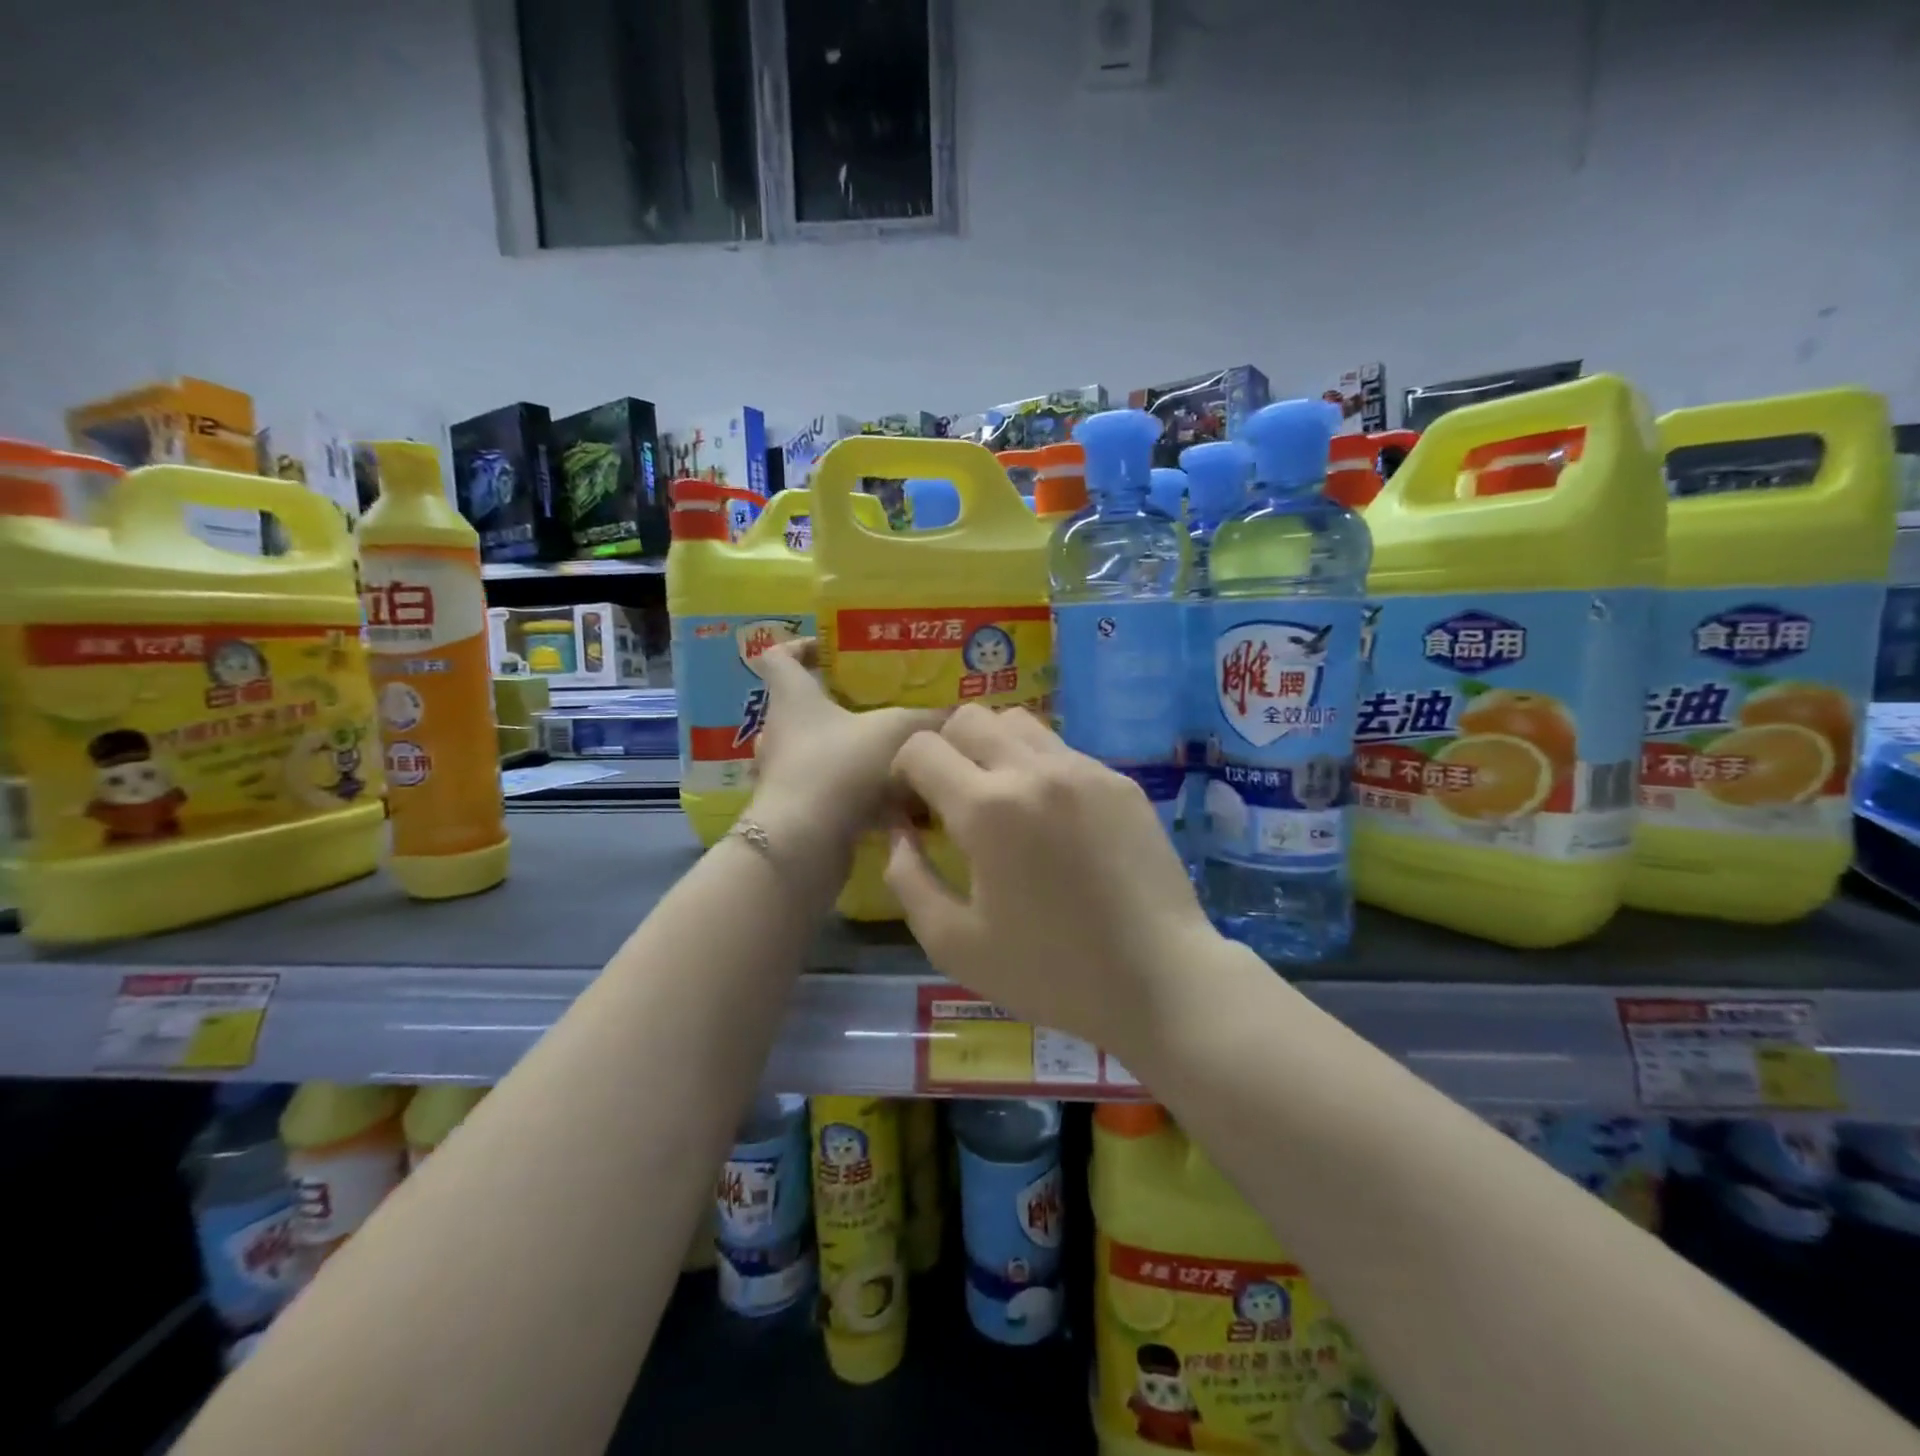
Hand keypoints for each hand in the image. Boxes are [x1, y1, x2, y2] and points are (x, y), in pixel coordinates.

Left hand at [748, 640, 944, 876]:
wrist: (804, 844)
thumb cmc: (840, 767)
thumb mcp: (897, 731)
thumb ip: (930, 719)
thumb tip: (962, 713)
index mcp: (793, 698)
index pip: (778, 656)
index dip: (801, 645)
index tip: (832, 649)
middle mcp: (782, 732)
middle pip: (806, 706)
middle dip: (843, 704)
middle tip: (885, 704)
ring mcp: (787, 773)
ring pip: (822, 751)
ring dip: (854, 751)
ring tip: (898, 753)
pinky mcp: (800, 809)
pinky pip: (833, 790)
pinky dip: (861, 793)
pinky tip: (900, 802)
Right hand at [883, 704, 1218, 1062]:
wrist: (1160, 980)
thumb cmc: (1050, 972)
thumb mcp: (954, 944)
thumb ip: (908, 879)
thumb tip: (899, 832)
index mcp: (987, 810)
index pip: (922, 747)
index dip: (904, 771)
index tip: (914, 807)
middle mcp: (1034, 771)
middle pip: (970, 717)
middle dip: (946, 749)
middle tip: (953, 797)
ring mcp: (1084, 770)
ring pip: (1019, 722)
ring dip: (994, 747)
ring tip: (1002, 798)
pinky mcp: (1119, 781)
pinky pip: (1062, 749)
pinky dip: (1039, 766)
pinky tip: (1052, 817)